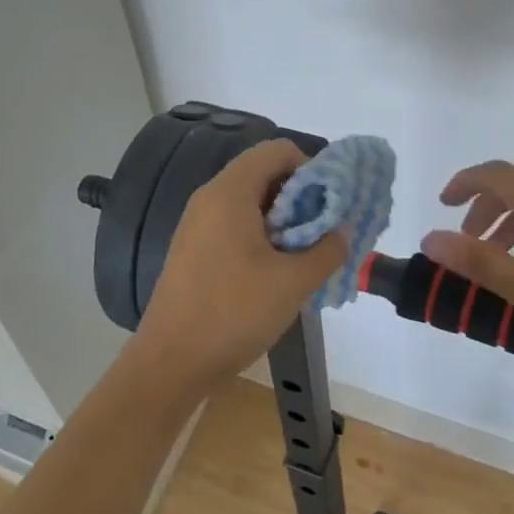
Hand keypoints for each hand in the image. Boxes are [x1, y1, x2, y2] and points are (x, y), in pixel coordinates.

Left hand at [136, 139, 347, 395]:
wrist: (170, 362)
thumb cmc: (233, 313)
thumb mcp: (293, 283)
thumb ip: (327, 251)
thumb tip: (343, 231)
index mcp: (230, 193)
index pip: (276, 151)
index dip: (310, 167)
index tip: (330, 202)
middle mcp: (209, 198)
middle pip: (262, 173)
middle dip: (299, 195)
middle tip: (322, 230)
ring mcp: (197, 224)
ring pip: (249, 201)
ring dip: (282, 218)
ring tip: (305, 252)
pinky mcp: (193, 248)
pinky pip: (233, 223)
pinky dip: (261, 234)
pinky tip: (276, 269)